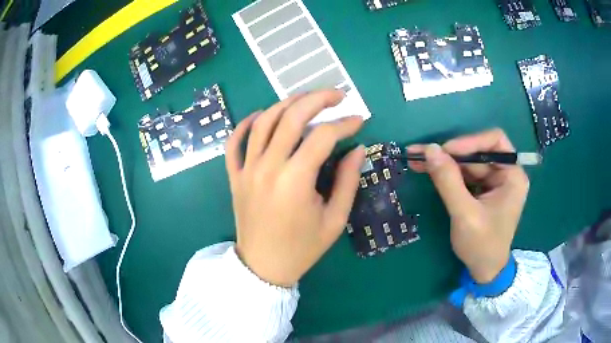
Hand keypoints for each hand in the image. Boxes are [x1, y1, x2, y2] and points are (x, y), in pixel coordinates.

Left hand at [225, 90, 364, 286]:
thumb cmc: (302, 248)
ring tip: (306, 100)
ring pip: (263, 122)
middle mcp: (267, 167)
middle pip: (291, 117)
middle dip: (317, 99)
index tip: (359, 120)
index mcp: (295, 180)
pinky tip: (261, 115)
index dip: (345, 123)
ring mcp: (246, 169)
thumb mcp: (334, 220)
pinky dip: (246, 124)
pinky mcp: (234, 176)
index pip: (323, 136)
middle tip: (336, 94)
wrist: (263, 266)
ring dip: (286, 104)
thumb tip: (358, 149)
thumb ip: (347, 181)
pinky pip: (234, 142)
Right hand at [407, 129, 528, 283]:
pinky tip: (428, 171)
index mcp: (513, 176)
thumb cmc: (482, 245)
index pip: (494, 141)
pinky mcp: (482, 190)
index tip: (445, 151)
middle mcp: (505, 173)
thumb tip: (429, 149)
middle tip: (420, 153)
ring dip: (444, 162)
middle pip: (477, 152)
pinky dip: (447, 173)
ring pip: (468, 163)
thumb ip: (449, 181)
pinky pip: (464, 175)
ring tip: (417, 160)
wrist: (484, 271)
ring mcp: (494, 182)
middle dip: (450, 154)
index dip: (470, 141)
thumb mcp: (465, 214)